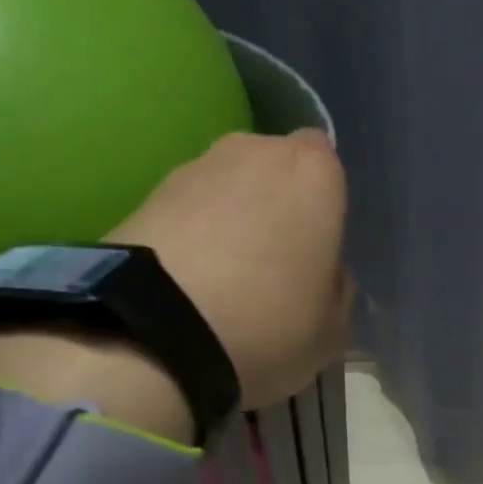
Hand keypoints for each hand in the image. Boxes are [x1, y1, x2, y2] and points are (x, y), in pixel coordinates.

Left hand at [108, 129, 352, 408]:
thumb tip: (324, 275)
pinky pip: (187, 213)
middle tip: (272, 266)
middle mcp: (255, 151)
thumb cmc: (268, 323)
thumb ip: (337, 291)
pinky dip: (191, 237)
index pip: (327, 165)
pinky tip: (189, 285)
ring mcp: (194, 167)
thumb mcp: (331, 330)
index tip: (315, 249)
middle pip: (273, 171)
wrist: (156, 331)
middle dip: (275, 207)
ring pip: (227, 189)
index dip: (322, 206)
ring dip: (230, 221)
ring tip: (224, 282)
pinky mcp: (146, 194)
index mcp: (314, 174)